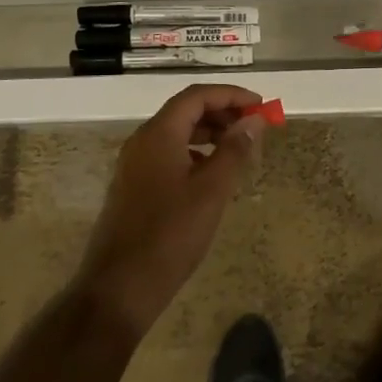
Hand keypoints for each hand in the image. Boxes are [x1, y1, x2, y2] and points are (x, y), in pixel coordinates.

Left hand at [73, 84, 268, 336]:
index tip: (261, 106)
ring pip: (176, 134)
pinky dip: (194, 154)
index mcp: (159, 134)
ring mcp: (134, 165)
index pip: (197, 96)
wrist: (120, 286)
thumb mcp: (212, 190)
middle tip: (254, 128)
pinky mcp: (133, 186)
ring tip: (239, 150)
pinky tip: (212, 175)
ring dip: (209, 133)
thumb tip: (254, 120)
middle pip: (185, 111)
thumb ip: (234, 150)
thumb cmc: (171, 234)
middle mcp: (142, 141)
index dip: (231, 95)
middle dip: (222, 113)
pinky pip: (168, 155)